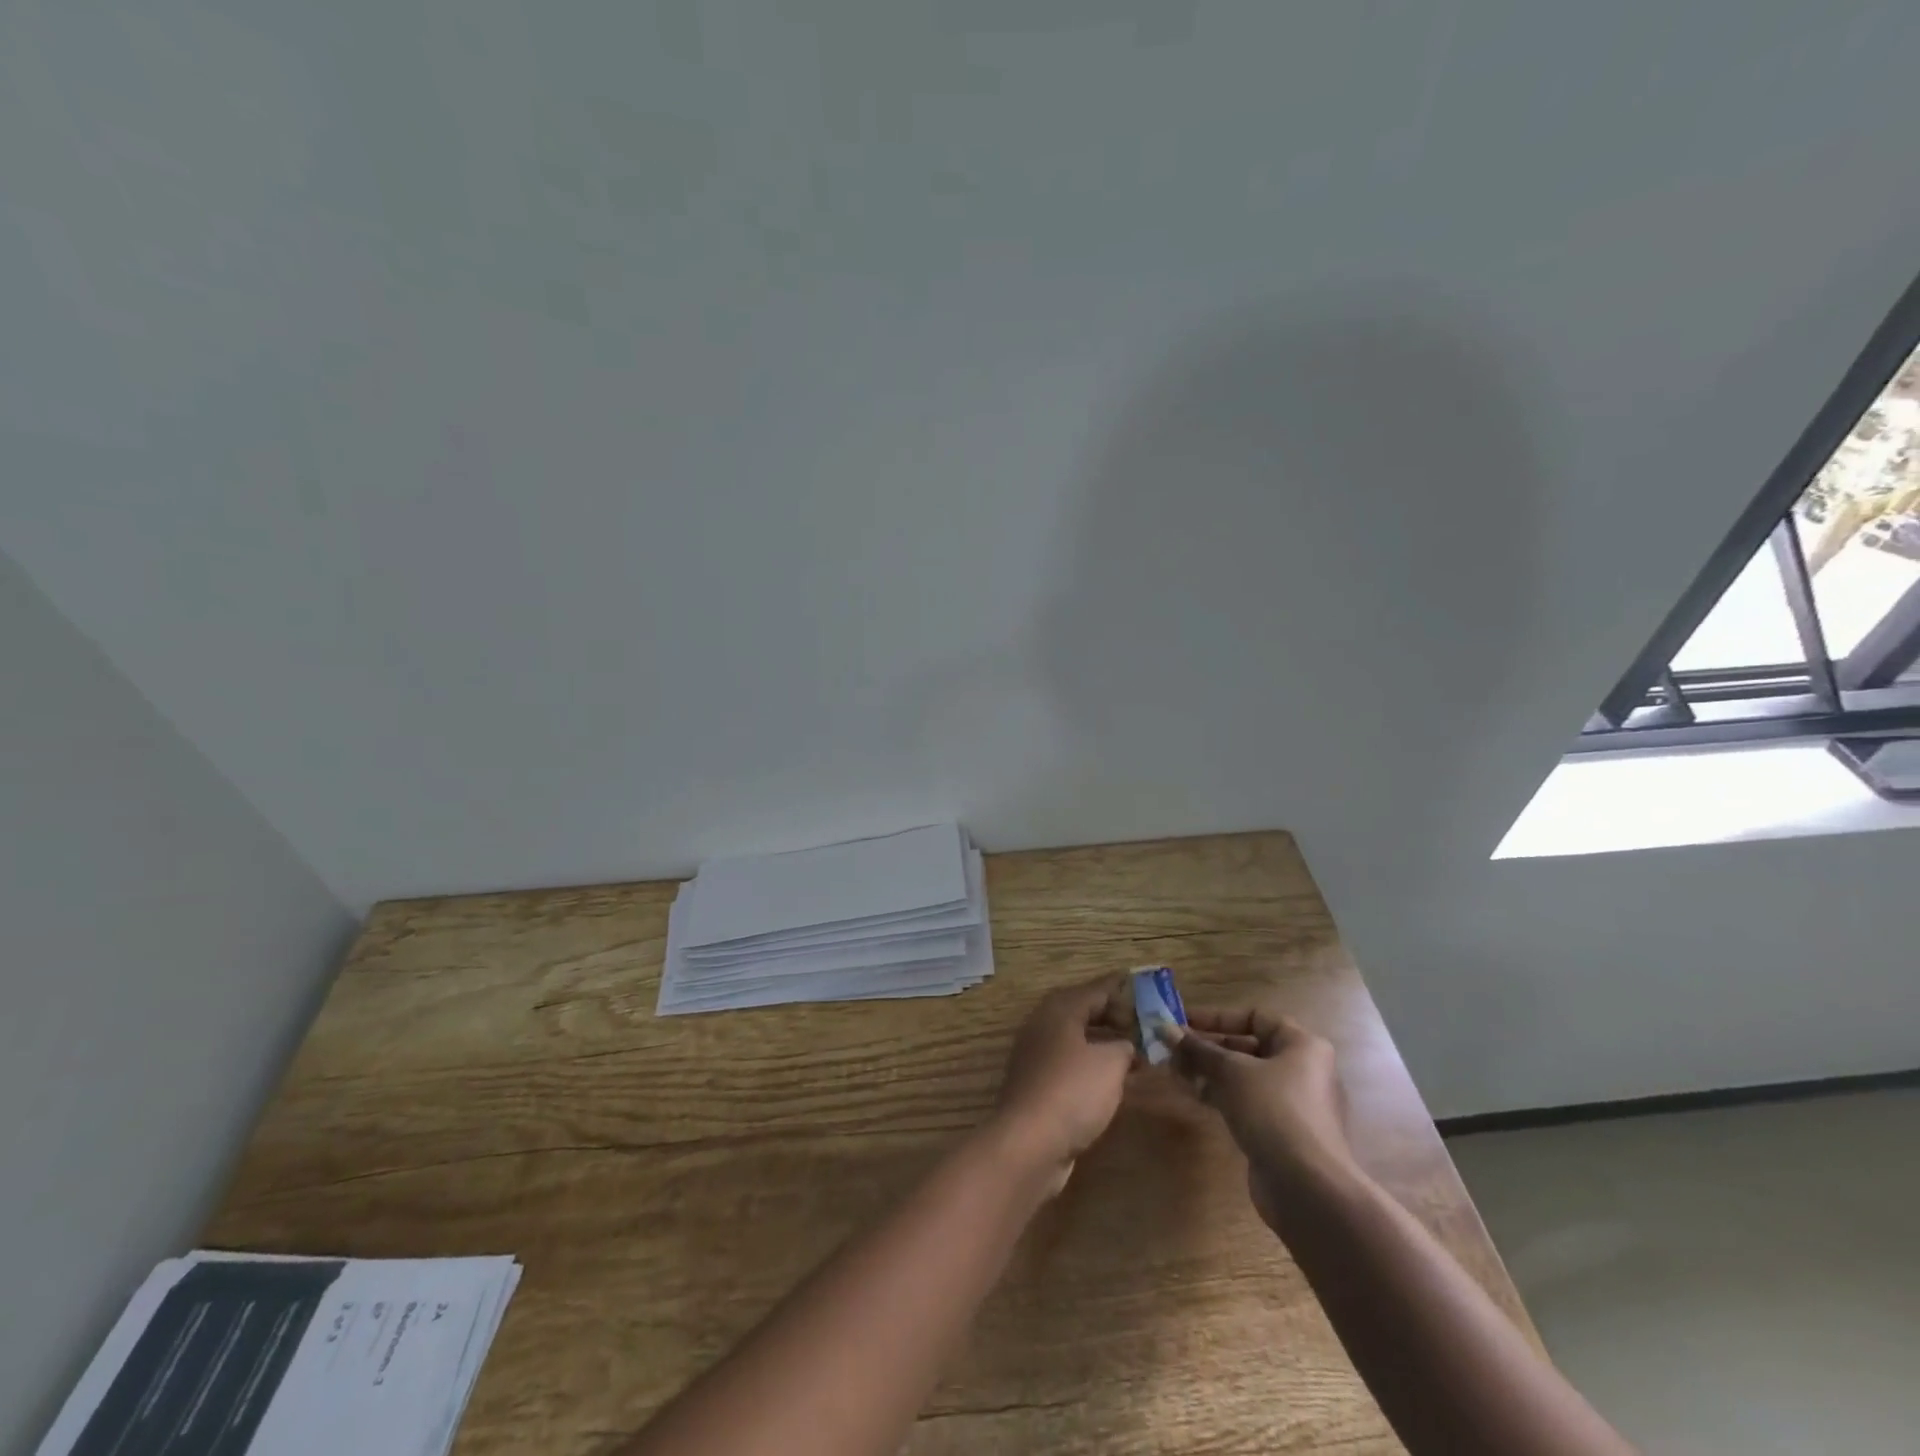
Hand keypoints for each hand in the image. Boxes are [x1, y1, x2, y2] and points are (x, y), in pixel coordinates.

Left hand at [989, 979, 1135, 1193]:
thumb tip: (1125, 1046)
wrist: (1029, 1142)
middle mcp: (1044, 1025)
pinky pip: (1071, 1064)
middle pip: (1084, 1012)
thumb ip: (1124, 1046)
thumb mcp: (1110, 1063)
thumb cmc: (1073, 1090)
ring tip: (1137, 1057)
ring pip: (1077, 1040)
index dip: (1124, 993)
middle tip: (1145, 1030)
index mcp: (1060, 1009)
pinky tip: (1113, 1083)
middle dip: (1115, 1019)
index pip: (1096, 990)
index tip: (1149, 996)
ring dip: (1105, 1046)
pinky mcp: (1037, 1084)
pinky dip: (1092, 1067)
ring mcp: (1037, 1055)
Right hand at [1166, 1009, 1356, 1231]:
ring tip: (1175, 1072)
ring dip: (1209, 1072)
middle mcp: (1302, 1069)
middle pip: (1248, 1047)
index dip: (1216, 1017)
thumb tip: (1163, 1028)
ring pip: (1244, 1077)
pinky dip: (1222, 1095)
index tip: (1182, 1021)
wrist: (1307, 1188)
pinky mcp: (1282, 1132)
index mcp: (1301, 1045)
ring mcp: (1294, 1103)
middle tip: (1172, 1049)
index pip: (1254, 1017)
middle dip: (1207, 1047)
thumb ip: (1197, 1049)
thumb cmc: (1273, 1110)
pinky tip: (1195, 1097)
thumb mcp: (1230, 1071)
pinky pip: (1247, 1102)